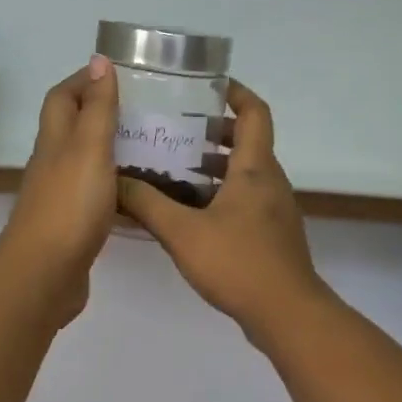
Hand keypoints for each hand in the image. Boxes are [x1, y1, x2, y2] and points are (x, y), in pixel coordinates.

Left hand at [0, 56, 120, 327]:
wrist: (44, 275)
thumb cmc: (69, 205)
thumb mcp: (88, 148)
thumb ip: (96, 107)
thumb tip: (97, 60)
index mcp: (55, 140)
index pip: (62, 97)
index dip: (83, 80)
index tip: (116, 74)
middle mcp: (53, 163)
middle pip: (71, 127)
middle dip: (100, 112)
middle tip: (143, 110)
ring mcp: (60, 196)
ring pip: (84, 161)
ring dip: (109, 149)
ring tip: (150, 146)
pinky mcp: (71, 225)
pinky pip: (94, 194)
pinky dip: (114, 185)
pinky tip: (138, 193)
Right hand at [117, 81, 333, 344]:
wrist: (287, 315)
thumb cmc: (238, 263)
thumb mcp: (182, 232)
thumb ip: (147, 204)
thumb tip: (114, 181)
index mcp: (255, 168)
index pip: (255, 112)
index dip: (235, 93)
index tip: (207, 85)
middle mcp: (269, 181)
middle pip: (246, 141)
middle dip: (212, 131)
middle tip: (174, 130)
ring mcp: (273, 210)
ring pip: (244, 173)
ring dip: (212, 165)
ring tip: (172, 168)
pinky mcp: (270, 234)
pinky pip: (244, 199)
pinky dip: (218, 193)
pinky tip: (186, 212)